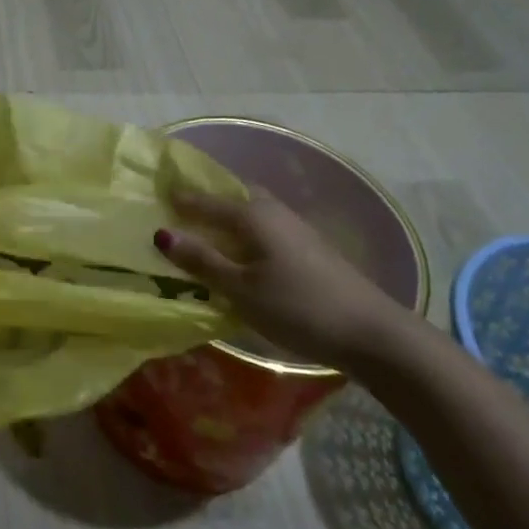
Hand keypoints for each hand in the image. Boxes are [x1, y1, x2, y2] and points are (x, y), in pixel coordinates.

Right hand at [154, 187, 408, 367]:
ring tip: (206, 232)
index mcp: (252, 214)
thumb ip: (202, 261)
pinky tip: (241, 252)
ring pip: (252, 212)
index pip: (207, 200)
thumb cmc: (297, 307)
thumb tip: (162, 234)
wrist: (371, 332)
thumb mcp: (241, 289)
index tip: (157, 196)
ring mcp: (295, 228)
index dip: (181, 200)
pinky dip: (245, 232)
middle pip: (234, 196)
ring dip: (228, 217)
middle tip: (181, 210)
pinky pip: (265, 227)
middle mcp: (273, 211)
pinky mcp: (308, 248)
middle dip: (208, 200)